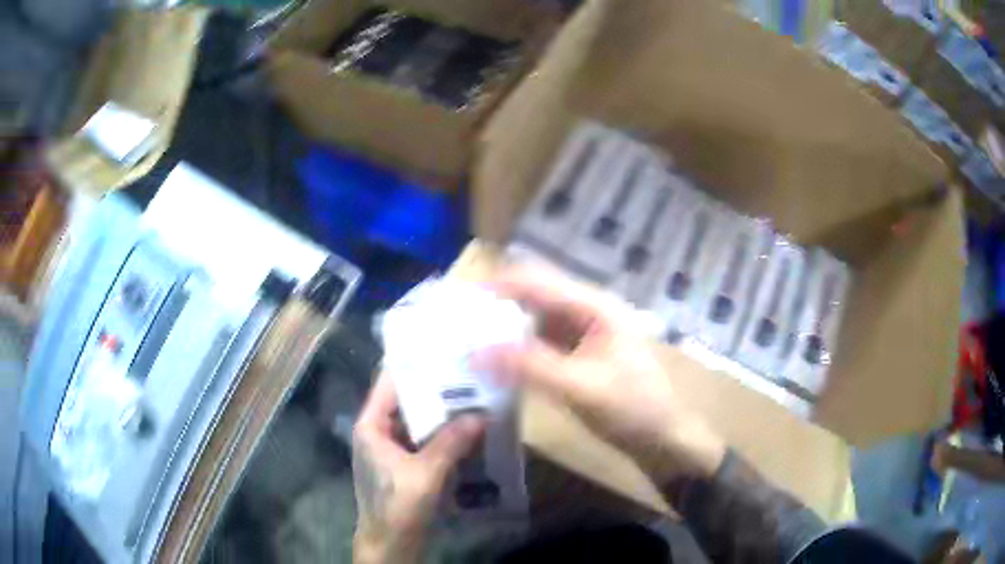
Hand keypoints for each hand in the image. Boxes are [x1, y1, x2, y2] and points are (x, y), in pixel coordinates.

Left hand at [353, 373, 484, 563]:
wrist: (390, 545)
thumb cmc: (397, 507)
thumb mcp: (425, 474)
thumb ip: (451, 442)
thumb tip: (481, 414)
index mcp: (371, 426)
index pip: (389, 383)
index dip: (414, 364)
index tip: (444, 348)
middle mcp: (379, 431)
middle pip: (408, 400)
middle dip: (437, 388)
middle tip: (471, 371)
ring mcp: (393, 449)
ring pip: (420, 421)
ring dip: (444, 412)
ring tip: (476, 394)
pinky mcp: (406, 464)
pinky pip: (427, 440)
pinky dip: (445, 434)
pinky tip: (470, 428)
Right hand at [476, 265, 725, 483]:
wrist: (664, 438)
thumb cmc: (633, 409)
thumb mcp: (582, 387)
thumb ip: (529, 367)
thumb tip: (474, 352)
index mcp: (594, 306)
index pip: (536, 281)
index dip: (496, 287)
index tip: (457, 302)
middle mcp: (586, 310)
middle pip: (532, 296)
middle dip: (495, 306)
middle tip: (456, 324)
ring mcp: (582, 333)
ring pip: (533, 320)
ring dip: (503, 328)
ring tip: (466, 341)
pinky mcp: (577, 355)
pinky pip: (539, 343)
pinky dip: (516, 349)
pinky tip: (493, 362)